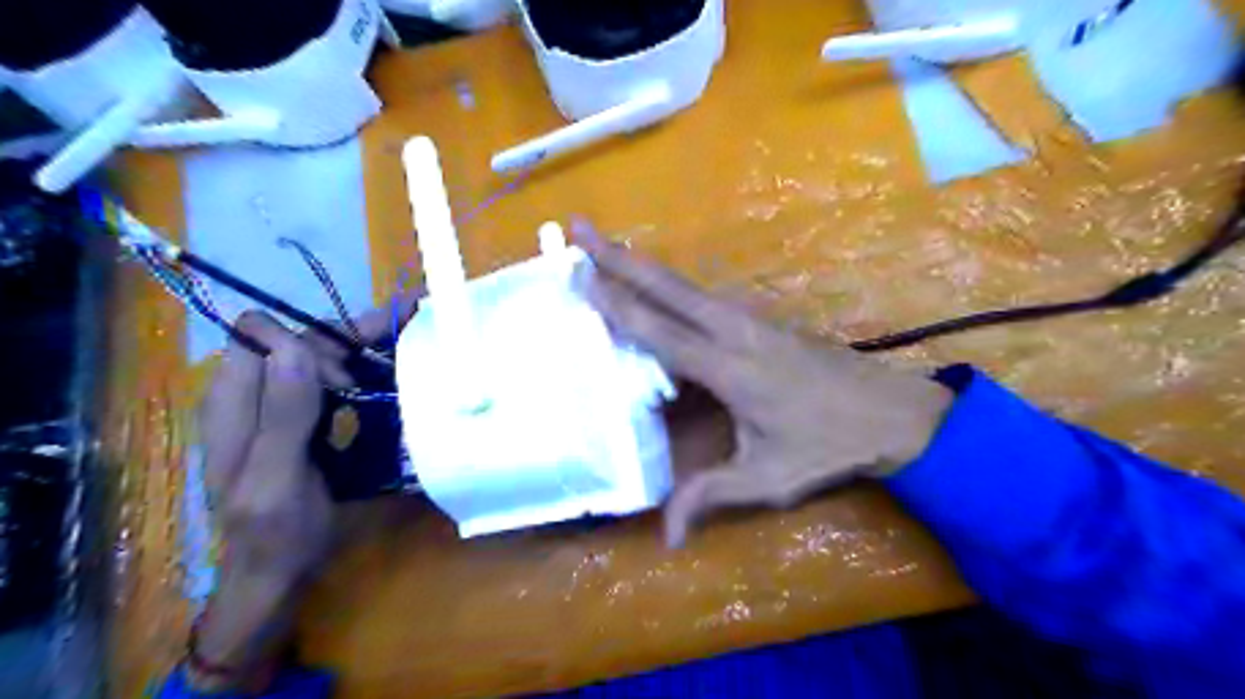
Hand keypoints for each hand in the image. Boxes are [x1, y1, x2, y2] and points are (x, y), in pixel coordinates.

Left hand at [185, 299, 415, 694]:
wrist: (275, 571)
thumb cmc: (274, 533)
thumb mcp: (275, 480)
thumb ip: (282, 415)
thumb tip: (296, 346)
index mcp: (232, 402)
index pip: (267, 336)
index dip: (309, 344)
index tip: (351, 378)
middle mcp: (250, 392)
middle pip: (299, 338)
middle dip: (348, 339)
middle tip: (399, 354)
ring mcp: (276, 402)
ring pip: (318, 352)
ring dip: (361, 347)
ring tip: (408, 344)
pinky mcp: (299, 415)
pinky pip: (330, 376)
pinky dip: (362, 368)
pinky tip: (391, 372)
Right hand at [576, 226, 956, 549]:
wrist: (891, 412)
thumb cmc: (829, 446)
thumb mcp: (768, 479)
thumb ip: (711, 496)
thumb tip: (668, 539)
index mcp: (730, 369)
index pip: (660, 331)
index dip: (617, 304)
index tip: (580, 275)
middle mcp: (734, 331)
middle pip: (667, 287)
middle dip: (619, 257)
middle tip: (579, 228)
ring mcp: (751, 318)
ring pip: (685, 283)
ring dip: (643, 263)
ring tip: (605, 247)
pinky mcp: (762, 318)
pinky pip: (703, 293)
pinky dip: (669, 281)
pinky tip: (655, 281)